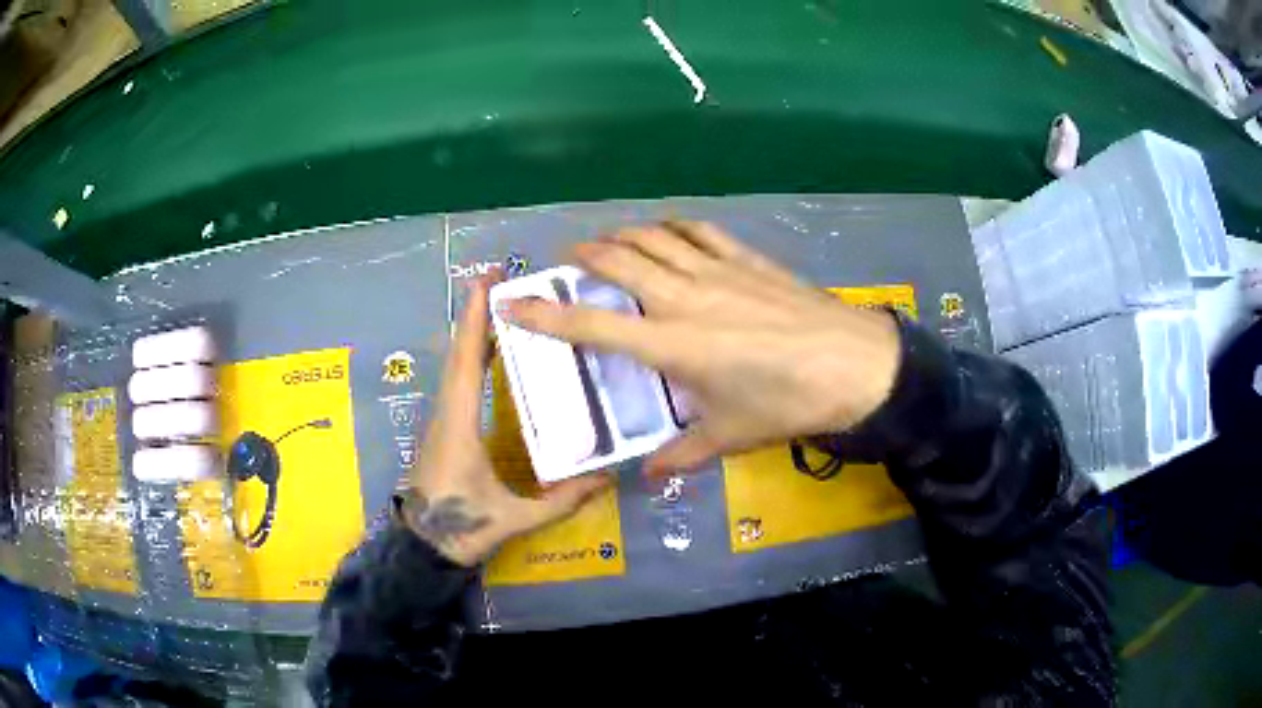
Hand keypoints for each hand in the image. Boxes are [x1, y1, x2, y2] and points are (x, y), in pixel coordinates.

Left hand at [403, 274, 610, 565]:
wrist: (420, 548)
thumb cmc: (459, 528)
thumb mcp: (513, 518)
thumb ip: (562, 501)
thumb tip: (608, 478)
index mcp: (458, 424)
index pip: (466, 361)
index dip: (474, 318)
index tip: (486, 280)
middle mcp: (446, 412)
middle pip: (459, 353)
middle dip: (477, 314)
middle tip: (505, 283)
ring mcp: (441, 419)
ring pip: (455, 365)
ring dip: (475, 332)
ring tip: (504, 308)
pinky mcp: (444, 429)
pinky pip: (458, 381)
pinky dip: (473, 356)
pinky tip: (493, 355)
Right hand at [505, 222, 900, 476]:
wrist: (853, 365)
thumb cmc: (786, 403)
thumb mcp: (730, 436)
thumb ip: (683, 455)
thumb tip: (651, 474)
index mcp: (670, 343)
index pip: (591, 325)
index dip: (545, 314)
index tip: (514, 302)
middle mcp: (683, 297)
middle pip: (617, 260)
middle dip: (584, 255)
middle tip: (568, 261)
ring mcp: (716, 270)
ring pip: (653, 237)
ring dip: (623, 234)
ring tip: (610, 243)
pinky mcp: (747, 258)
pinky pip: (700, 231)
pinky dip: (674, 226)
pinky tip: (668, 231)